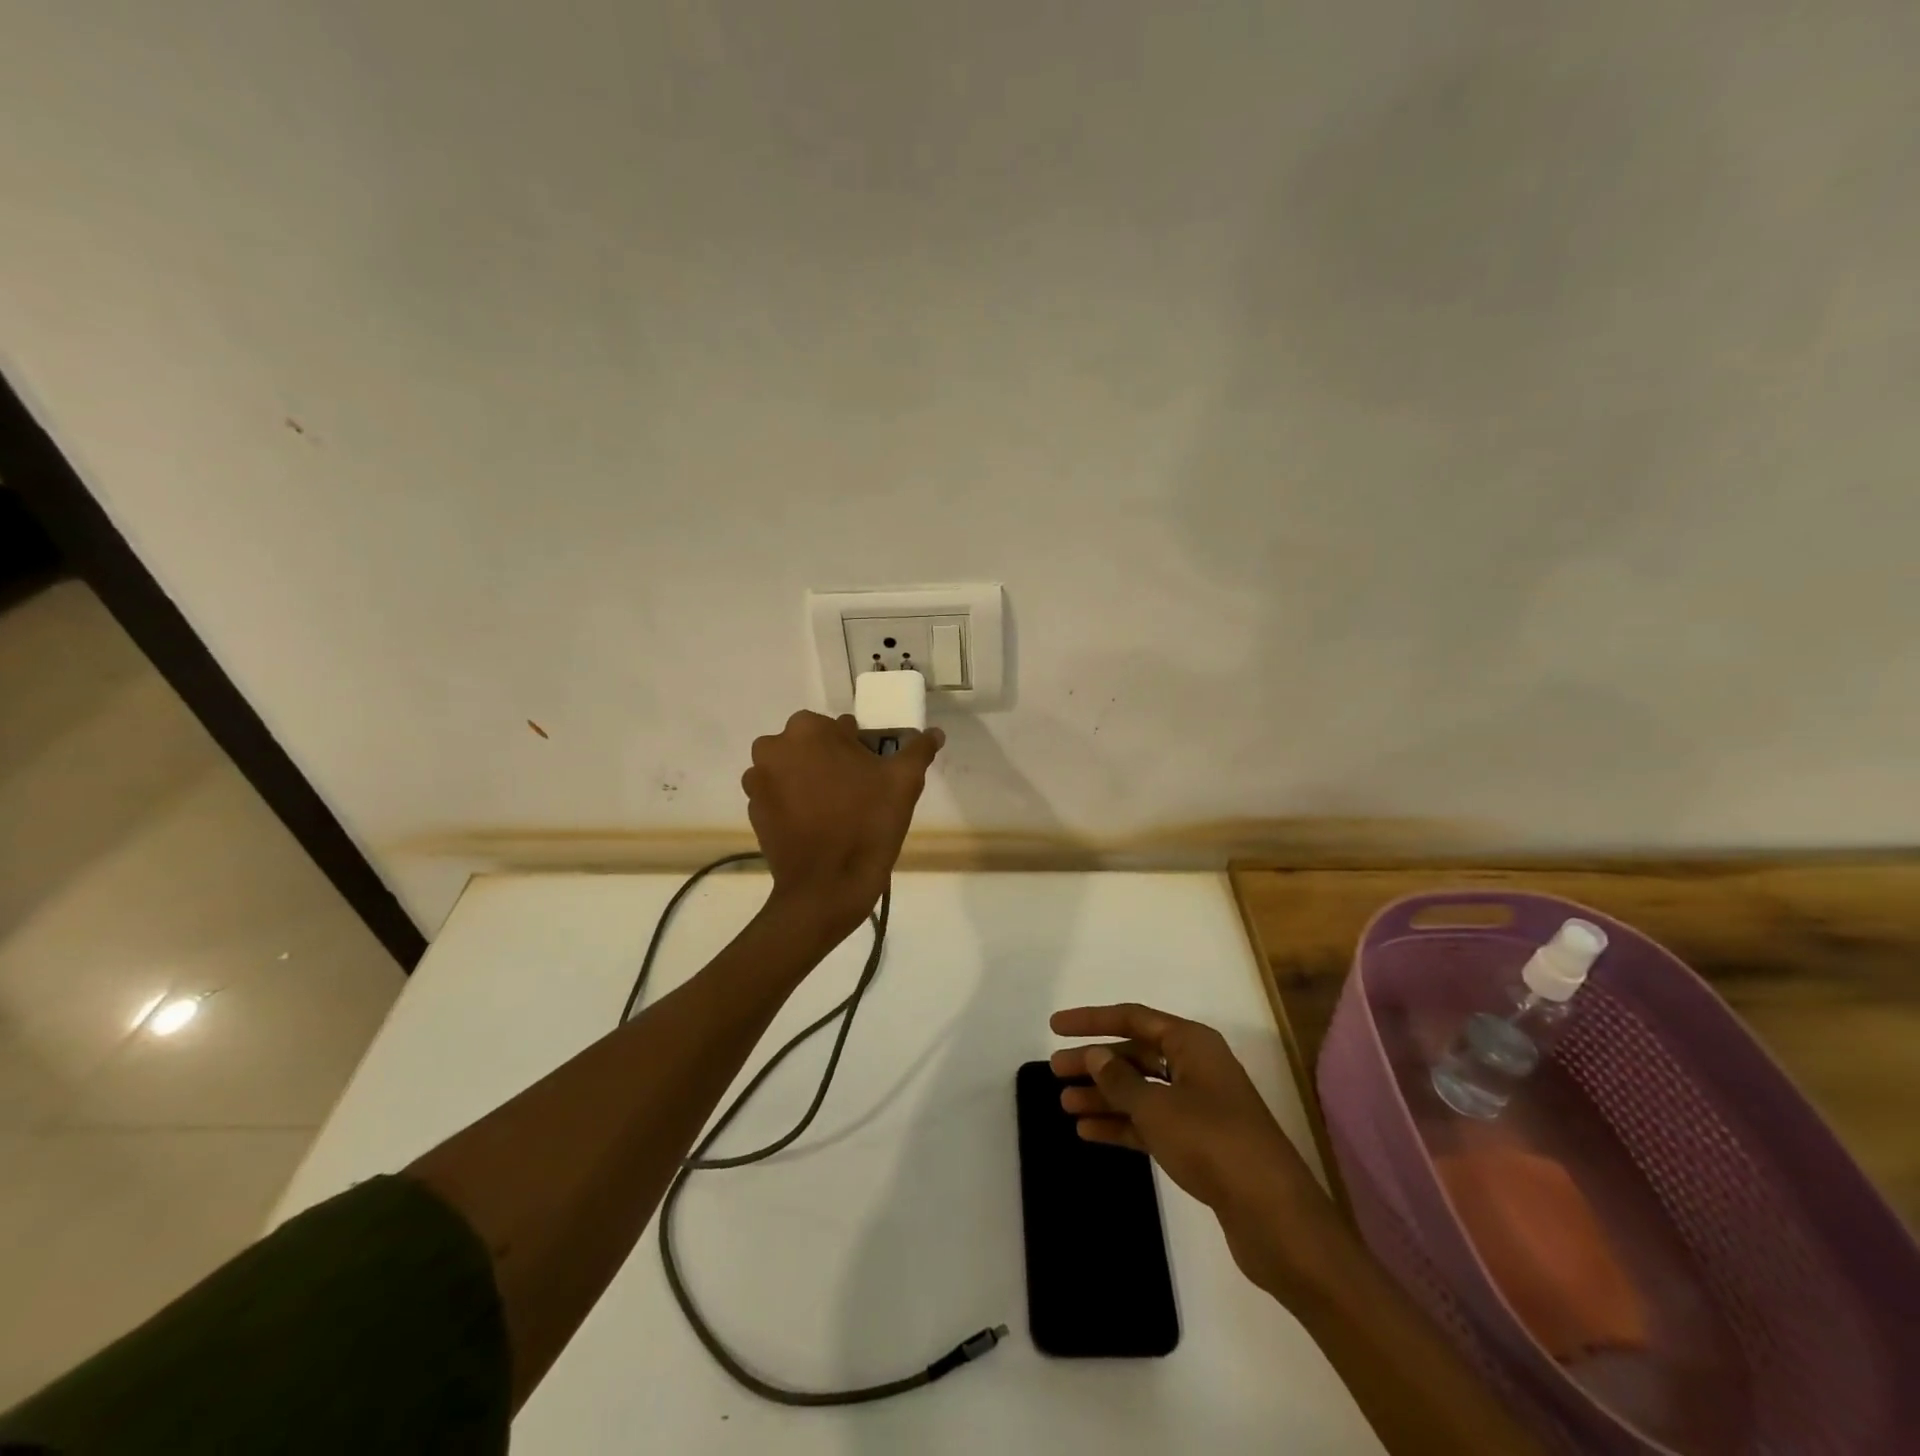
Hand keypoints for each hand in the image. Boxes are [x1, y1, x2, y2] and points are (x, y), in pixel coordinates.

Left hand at [742, 710, 943, 936]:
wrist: (827, 887)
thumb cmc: (867, 823)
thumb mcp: (904, 782)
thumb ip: (919, 750)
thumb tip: (934, 733)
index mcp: (808, 729)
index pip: (842, 728)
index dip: (860, 748)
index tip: (873, 772)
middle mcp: (773, 747)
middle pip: (813, 746)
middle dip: (832, 762)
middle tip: (858, 792)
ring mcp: (757, 780)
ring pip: (794, 769)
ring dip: (811, 780)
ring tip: (837, 811)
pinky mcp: (753, 811)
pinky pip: (779, 795)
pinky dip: (795, 803)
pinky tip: (818, 825)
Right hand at [1050, 1003, 1338, 1301]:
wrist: (1274, 1216)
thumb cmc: (1212, 1142)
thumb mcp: (1157, 1107)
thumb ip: (1120, 1080)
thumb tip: (1096, 1056)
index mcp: (1191, 1043)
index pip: (1133, 1018)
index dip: (1092, 1020)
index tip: (1055, 1026)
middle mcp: (1195, 1067)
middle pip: (1135, 1054)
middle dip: (1095, 1062)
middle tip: (1055, 1071)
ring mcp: (1199, 1106)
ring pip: (1141, 1091)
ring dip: (1104, 1096)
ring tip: (1064, 1105)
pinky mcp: (1200, 1144)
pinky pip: (1151, 1123)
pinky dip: (1122, 1125)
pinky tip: (1089, 1133)